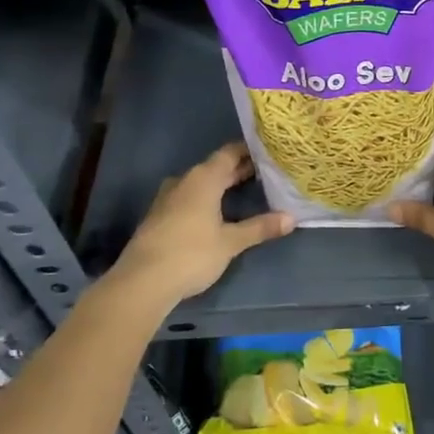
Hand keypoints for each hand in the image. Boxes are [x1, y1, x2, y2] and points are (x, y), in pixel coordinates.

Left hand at [110, 144, 294, 308]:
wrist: (142, 282)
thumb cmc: (191, 254)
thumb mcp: (231, 242)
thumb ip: (260, 227)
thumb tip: (291, 218)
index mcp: (204, 178)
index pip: (230, 152)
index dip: (250, 151)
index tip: (270, 152)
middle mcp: (185, 180)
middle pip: (216, 167)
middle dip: (239, 169)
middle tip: (266, 172)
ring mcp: (168, 197)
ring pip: (201, 182)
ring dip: (221, 184)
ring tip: (246, 190)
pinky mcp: (159, 215)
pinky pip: (189, 196)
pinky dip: (206, 198)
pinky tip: (218, 211)